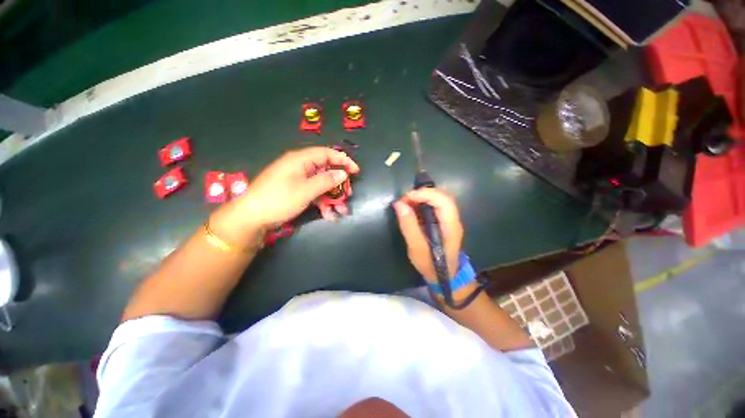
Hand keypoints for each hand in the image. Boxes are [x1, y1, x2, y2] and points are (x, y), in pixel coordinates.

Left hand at [228, 147, 358, 230]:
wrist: (251, 217)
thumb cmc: (279, 199)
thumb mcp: (306, 190)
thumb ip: (326, 181)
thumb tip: (343, 173)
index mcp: (301, 160)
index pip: (327, 153)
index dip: (343, 160)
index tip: (356, 171)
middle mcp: (300, 167)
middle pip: (326, 170)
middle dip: (339, 184)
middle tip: (348, 194)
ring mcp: (298, 180)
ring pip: (322, 184)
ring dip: (332, 197)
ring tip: (341, 210)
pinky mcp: (296, 191)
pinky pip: (314, 193)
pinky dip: (322, 203)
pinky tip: (329, 215)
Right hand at [393, 188, 463, 281]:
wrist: (445, 278)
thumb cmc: (431, 265)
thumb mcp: (416, 248)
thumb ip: (409, 226)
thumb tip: (399, 204)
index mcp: (450, 226)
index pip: (443, 201)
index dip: (425, 194)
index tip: (406, 198)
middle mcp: (453, 220)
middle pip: (442, 196)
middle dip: (422, 194)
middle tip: (404, 200)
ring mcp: (450, 220)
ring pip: (439, 199)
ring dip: (422, 197)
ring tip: (406, 203)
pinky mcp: (444, 221)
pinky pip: (435, 205)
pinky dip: (423, 202)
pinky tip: (412, 208)